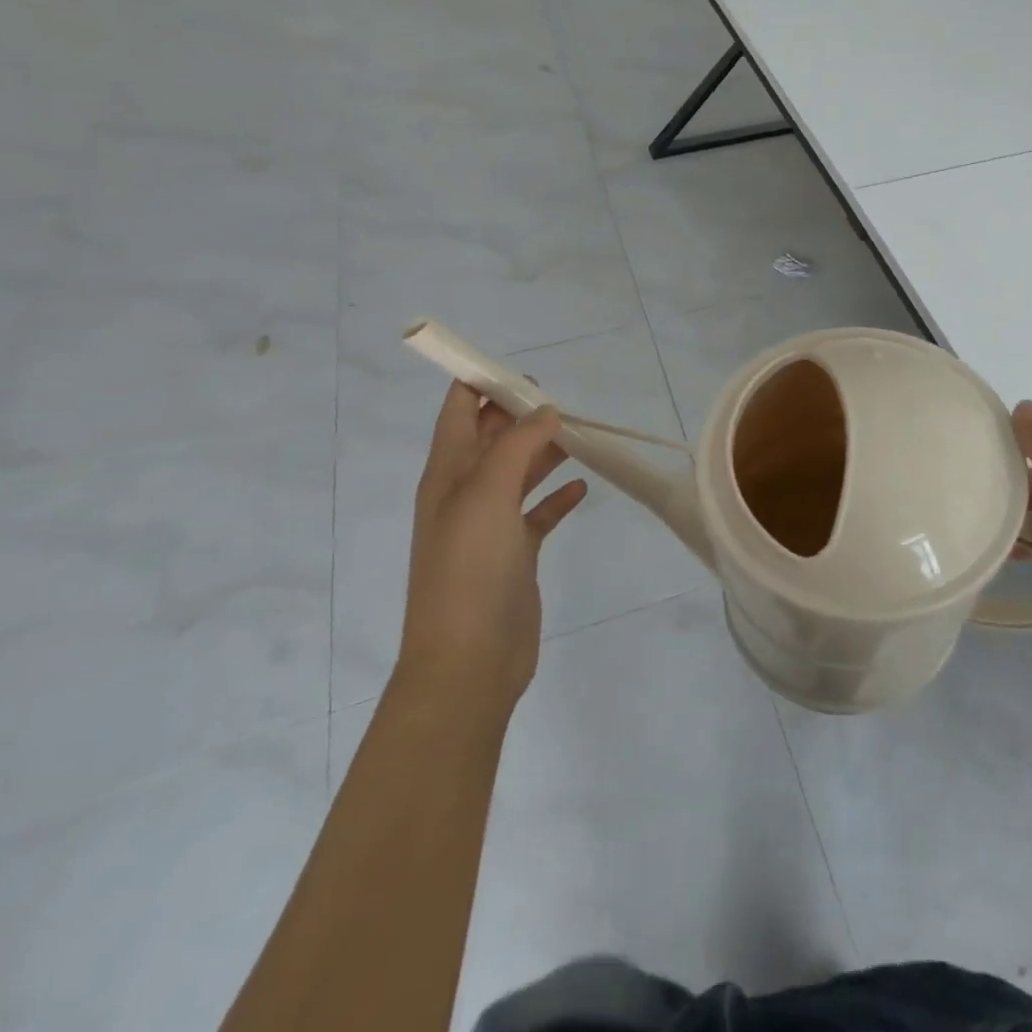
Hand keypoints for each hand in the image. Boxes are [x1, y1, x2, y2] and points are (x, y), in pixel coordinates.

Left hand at [400, 384, 587, 701]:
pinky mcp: (515, 553)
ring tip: (580, 434)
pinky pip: (539, 513)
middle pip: (493, 437)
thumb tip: (544, 410)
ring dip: (545, 451)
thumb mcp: (487, 495)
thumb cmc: (470, 570)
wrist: (468, 661)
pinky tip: (583, 488)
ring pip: (519, 472)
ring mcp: (490, 525)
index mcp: (447, 473)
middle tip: (563, 400)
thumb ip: (515, 445)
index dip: (485, 382)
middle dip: (522, 414)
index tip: (527, 371)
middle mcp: (465, 493)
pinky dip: (558, 497)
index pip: (459, 410)